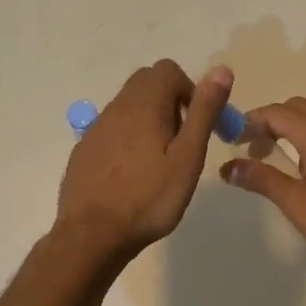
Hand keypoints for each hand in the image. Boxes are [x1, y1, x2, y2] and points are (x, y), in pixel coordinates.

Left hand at [56, 60, 232, 260]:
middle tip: (181, 141)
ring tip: (158, 161)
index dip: (188, 90)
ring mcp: (96, 128)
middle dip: (169, 101)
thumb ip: (204, 111)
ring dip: (148, 120)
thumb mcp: (188, 156)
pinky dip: (127, 138)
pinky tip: (132, 174)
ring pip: (128, 106)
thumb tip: (221, 70)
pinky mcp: (84, 149)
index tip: (195, 124)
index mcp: (144, 104)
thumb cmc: (149, 197)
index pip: (168, 70)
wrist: (92, 236)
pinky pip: (111, 129)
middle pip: (146, 83)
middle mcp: (116, 107)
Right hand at [220, 97, 305, 265]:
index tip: (233, 137)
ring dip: (293, 126)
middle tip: (254, 148)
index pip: (276, 113)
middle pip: (296, 107)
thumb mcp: (296, 203)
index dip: (251, 121)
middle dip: (271, 121)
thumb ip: (261, 179)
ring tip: (279, 155)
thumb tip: (228, 167)